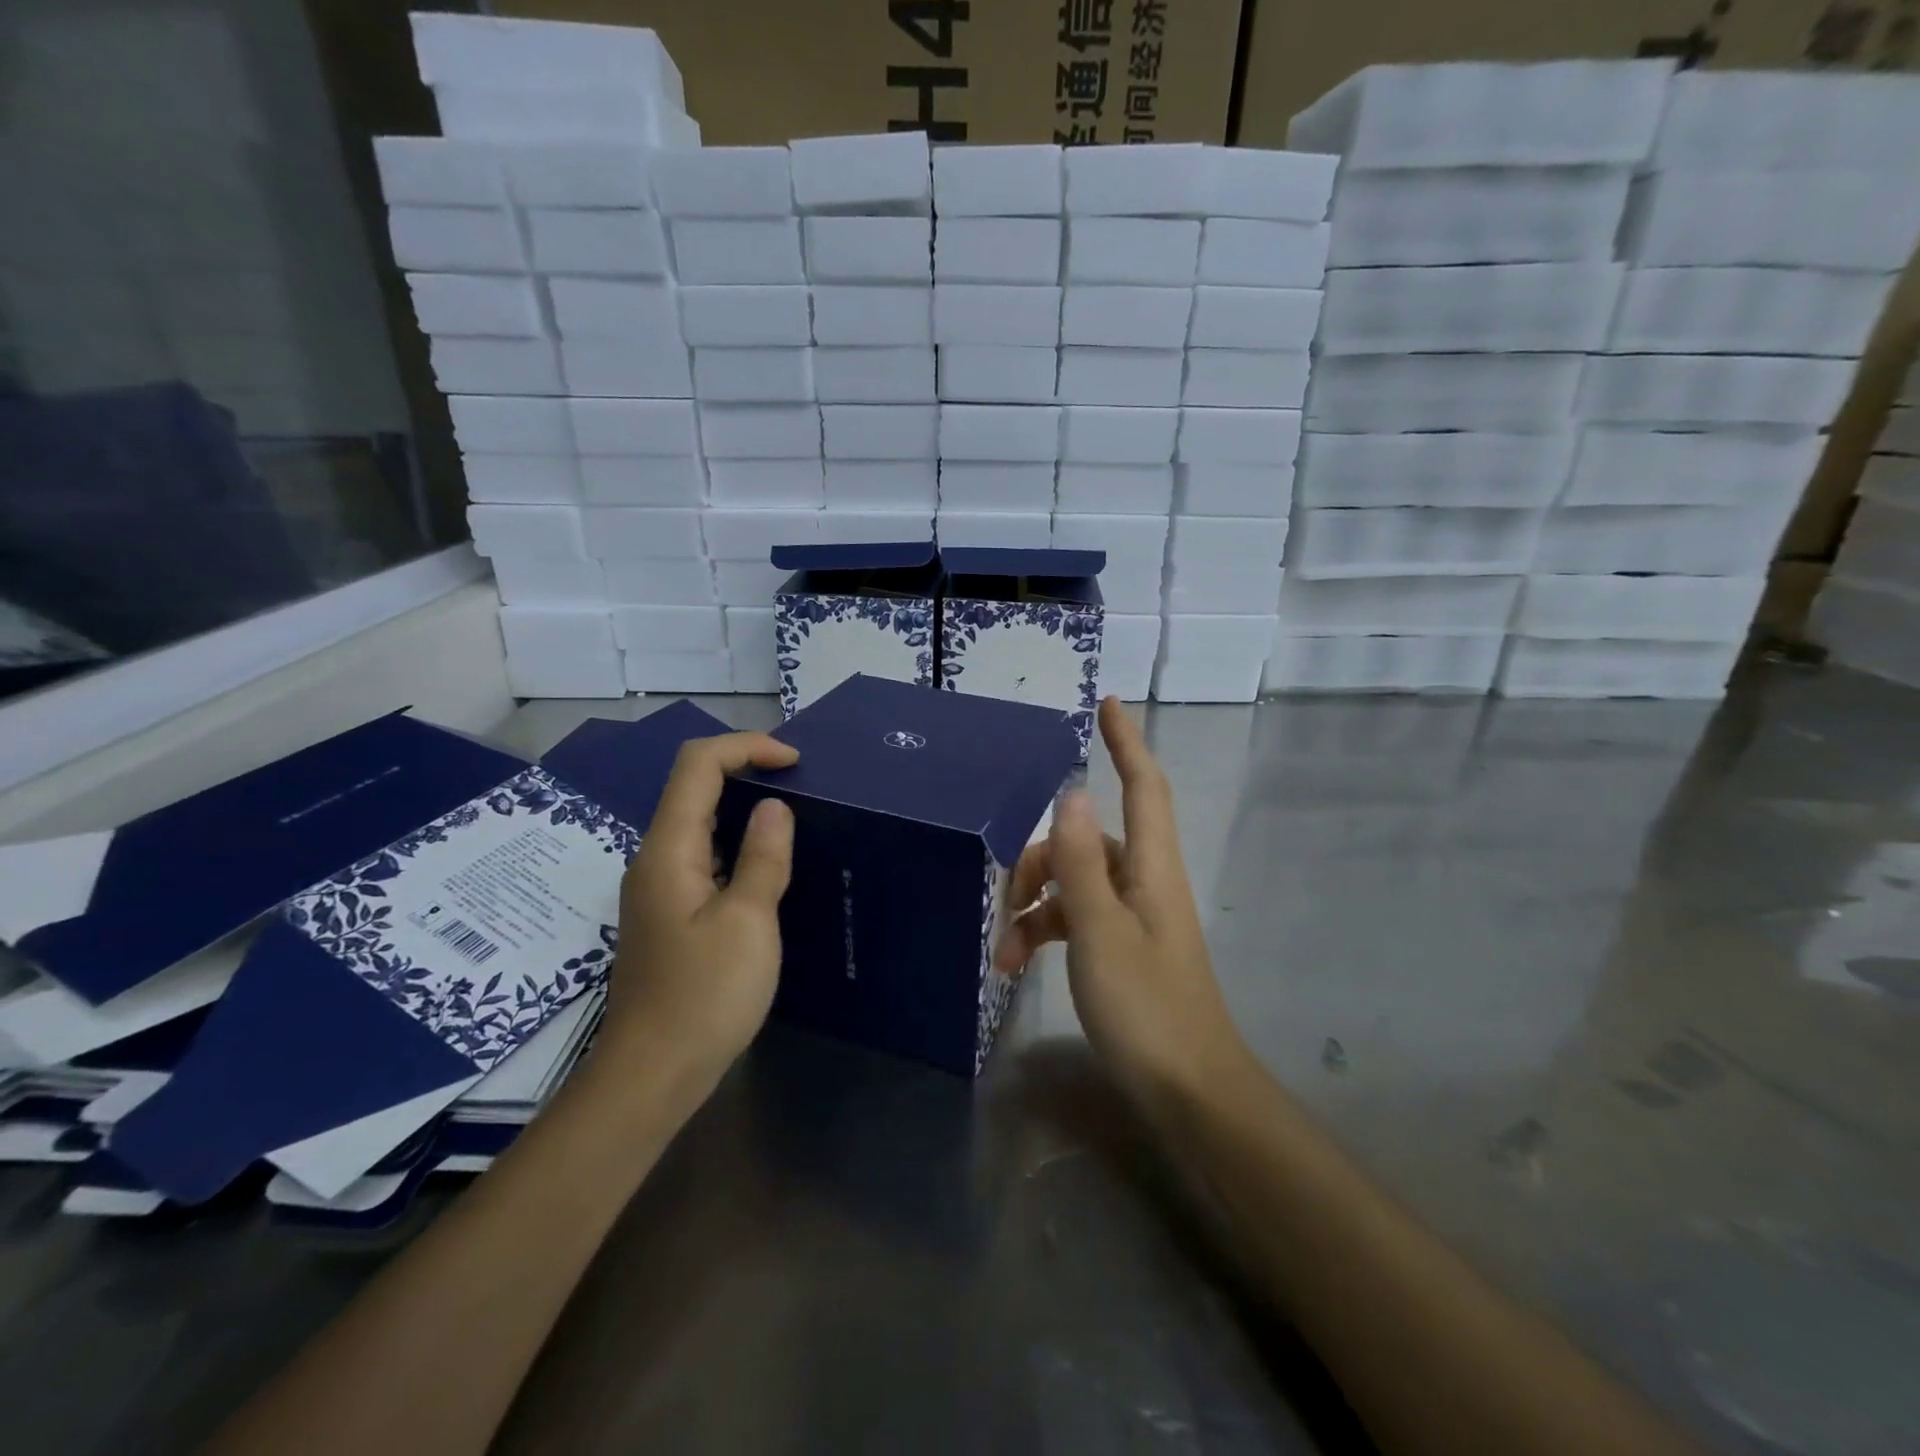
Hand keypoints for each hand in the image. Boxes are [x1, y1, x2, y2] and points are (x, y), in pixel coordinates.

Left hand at [602, 731, 798, 1090]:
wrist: (652, 1075)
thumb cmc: (704, 996)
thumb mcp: (748, 922)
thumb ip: (763, 857)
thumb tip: (774, 807)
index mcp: (669, 851)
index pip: (698, 765)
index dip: (746, 747)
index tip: (794, 761)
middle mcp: (656, 859)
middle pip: (693, 787)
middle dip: (745, 769)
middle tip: (800, 782)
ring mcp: (659, 888)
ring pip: (697, 822)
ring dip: (741, 806)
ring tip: (791, 816)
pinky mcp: (669, 913)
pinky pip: (702, 856)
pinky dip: (736, 842)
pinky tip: (766, 865)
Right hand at [995, 698, 1245, 1099]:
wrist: (1188, 1091)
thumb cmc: (1146, 1006)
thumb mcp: (1100, 930)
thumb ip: (1081, 861)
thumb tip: (1073, 790)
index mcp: (1151, 867)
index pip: (1144, 785)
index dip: (1127, 742)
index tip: (1107, 703)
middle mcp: (1146, 882)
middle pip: (1091, 839)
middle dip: (1043, 857)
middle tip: (1005, 894)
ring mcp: (1134, 917)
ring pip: (1076, 884)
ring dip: (1035, 905)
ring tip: (1003, 950)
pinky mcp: (1122, 948)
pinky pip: (1077, 920)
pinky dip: (1046, 932)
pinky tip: (1016, 964)